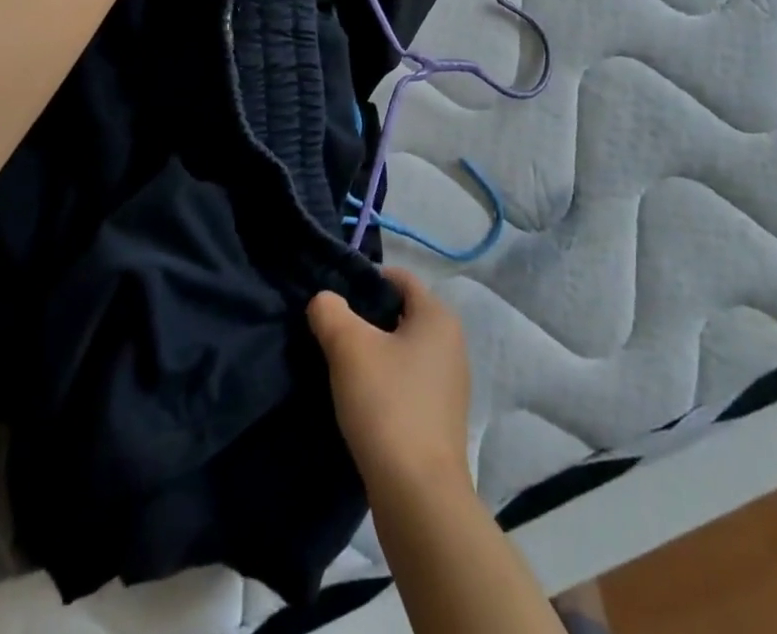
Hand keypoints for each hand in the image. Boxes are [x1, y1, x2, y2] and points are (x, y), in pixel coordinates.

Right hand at [308, 268, 471, 497]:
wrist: (419, 498)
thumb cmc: (387, 405)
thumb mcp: (348, 347)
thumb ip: (330, 312)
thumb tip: (324, 301)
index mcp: (438, 317)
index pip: (399, 278)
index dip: (365, 281)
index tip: (334, 301)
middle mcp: (451, 343)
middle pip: (400, 314)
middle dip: (365, 320)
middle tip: (330, 334)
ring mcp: (449, 384)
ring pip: (402, 351)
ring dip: (372, 355)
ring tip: (339, 369)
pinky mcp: (440, 419)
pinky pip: (406, 384)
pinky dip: (383, 384)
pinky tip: (359, 402)